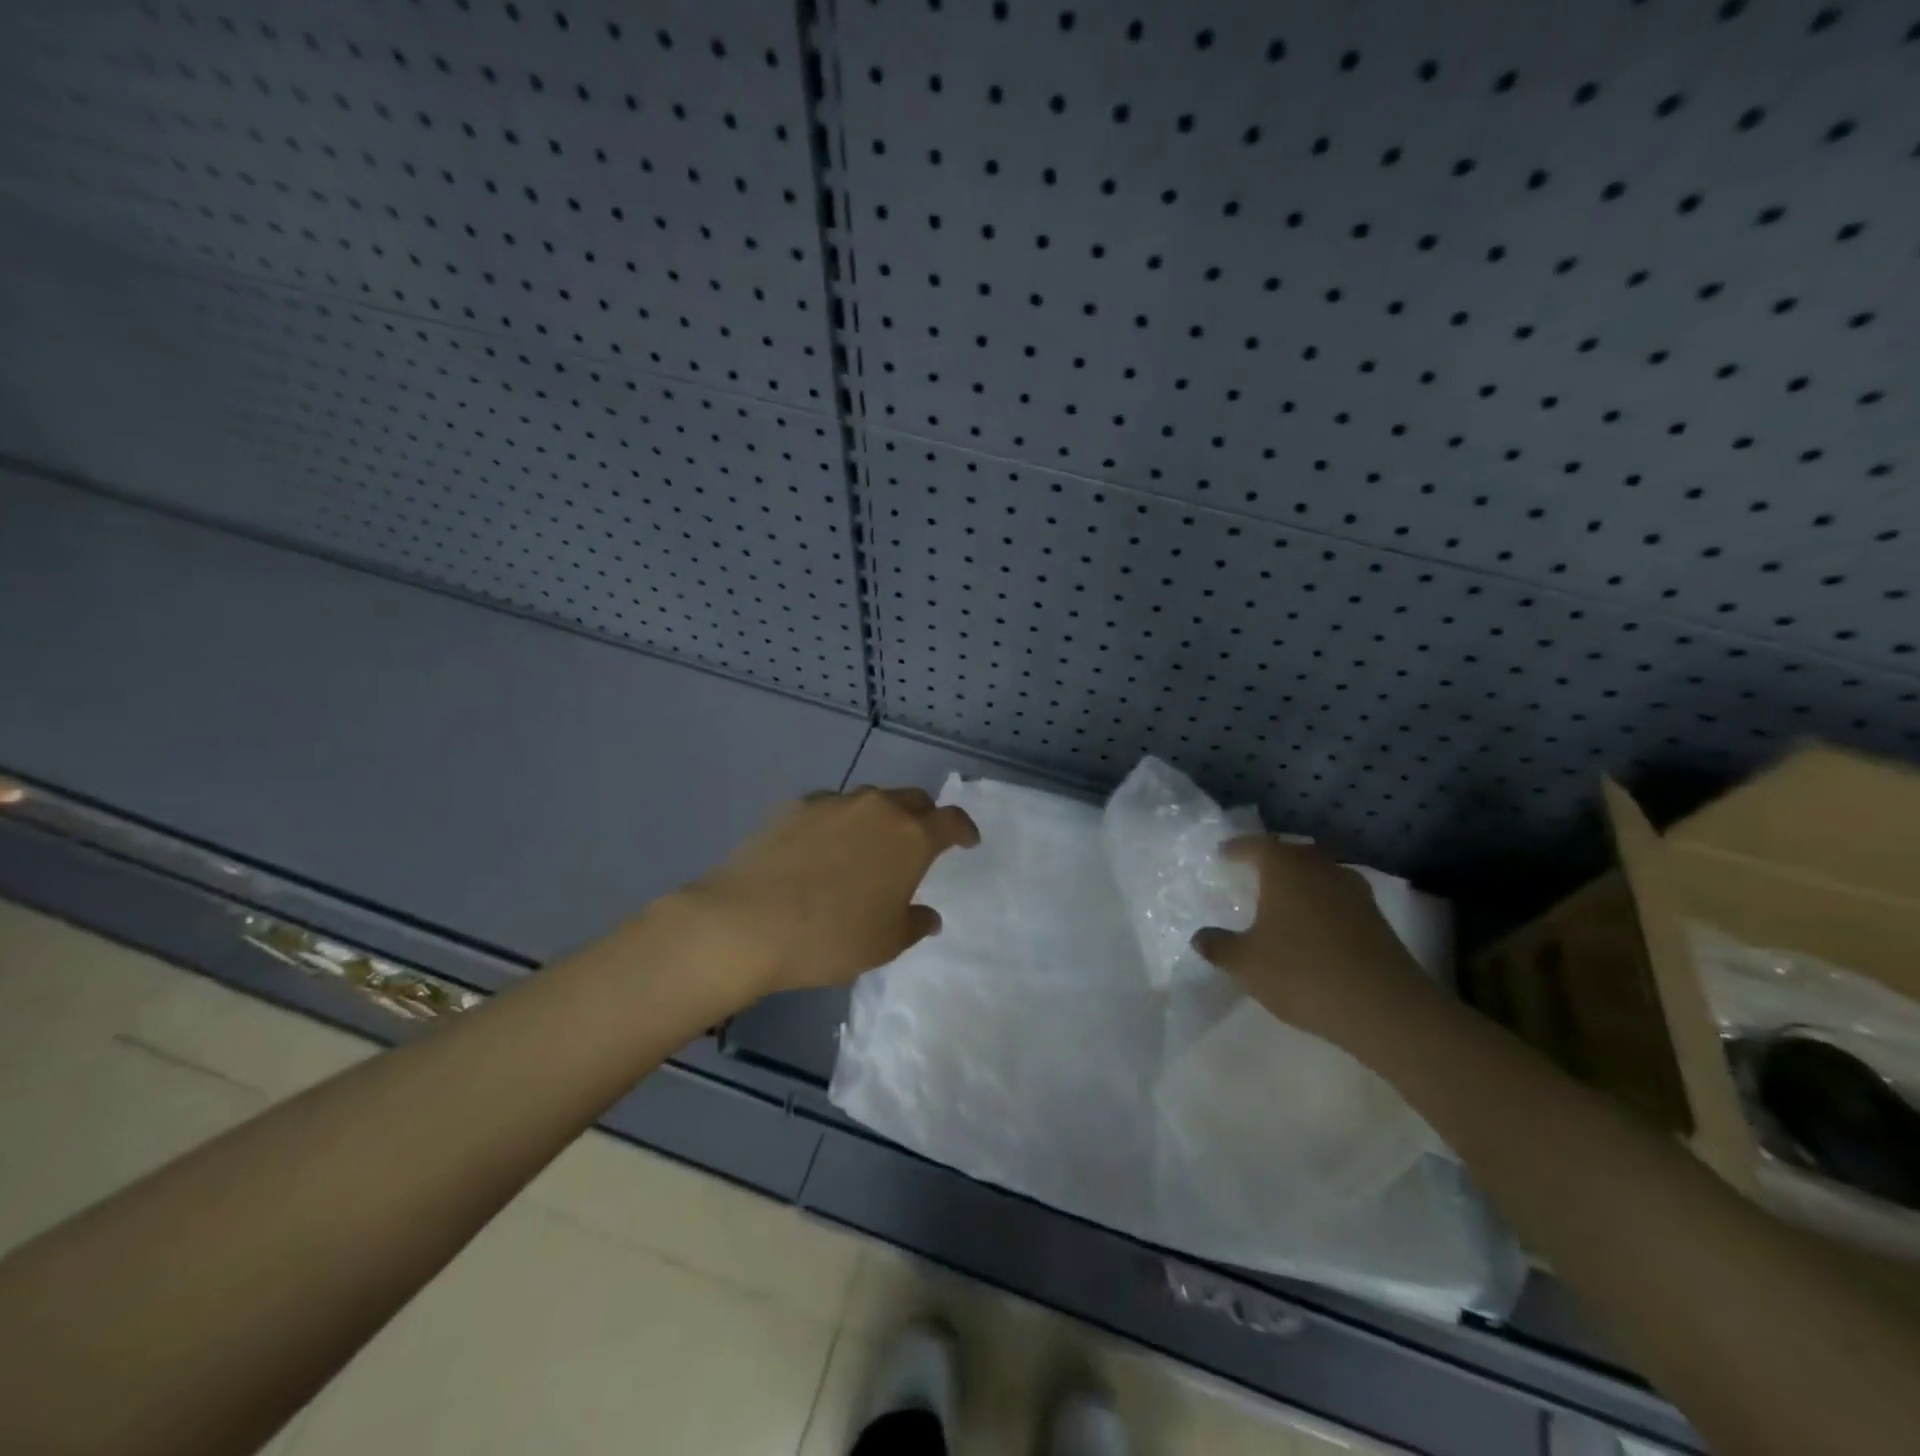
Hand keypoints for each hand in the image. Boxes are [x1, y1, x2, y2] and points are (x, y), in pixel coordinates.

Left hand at [677, 786, 979, 1000]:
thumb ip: (914, 923)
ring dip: (880, 818)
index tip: (967, 841)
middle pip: (912, 799)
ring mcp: (834, 802)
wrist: (747, 922)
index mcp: (911, 837)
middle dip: (923, 817)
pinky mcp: (795, 806)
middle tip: (918, 843)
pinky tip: (822, 848)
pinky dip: (839, 822)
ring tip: (868, 846)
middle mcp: (877, 808)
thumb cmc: (831, 937)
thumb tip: (927, 916)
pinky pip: (831, 807)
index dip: (964, 829)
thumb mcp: (885, 943)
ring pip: (870, 800)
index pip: (951, 820)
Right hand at [1190, 837, 1427, 1047]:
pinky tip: (1313, 924)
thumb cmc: (1303, 973)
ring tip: (1283, 897)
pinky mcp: (1375, 918)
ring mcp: (1354, 891)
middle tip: (1253, 871)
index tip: (1223, 854)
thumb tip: (1199, 937)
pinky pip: (1338, 896)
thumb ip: (1219, 946)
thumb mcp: (1247, 964)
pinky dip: (1321, 901)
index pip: (1256, 845)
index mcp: (1286, 869)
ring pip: (1320, 872)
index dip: (1237, 848)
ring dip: (1301, 879)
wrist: (1385, 1008)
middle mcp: (1321, 869)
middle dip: (1272, 858)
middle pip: (1293, 852)